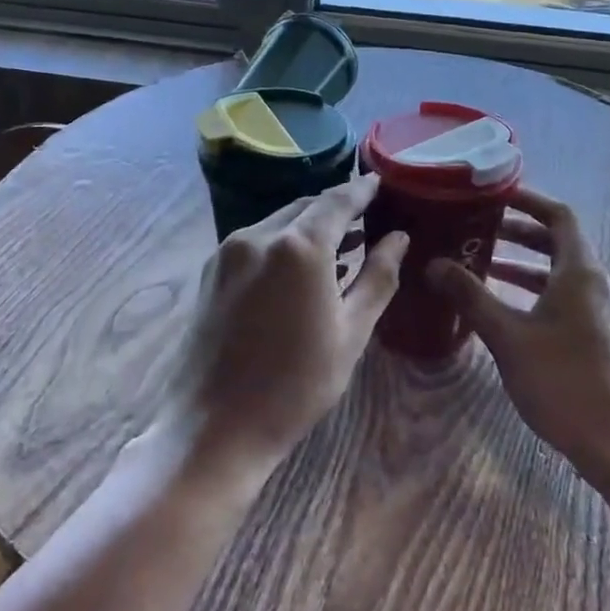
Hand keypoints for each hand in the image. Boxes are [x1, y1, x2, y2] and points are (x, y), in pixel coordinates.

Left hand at [164, 174, 406, 479]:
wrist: (214, 427)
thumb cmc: (296, 385)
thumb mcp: (352, 332)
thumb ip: (378, 277)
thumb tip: (398, 238)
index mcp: (298, 247)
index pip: (337, 200)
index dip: (362, 190)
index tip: (380, 183)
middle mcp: (258, 236)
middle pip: (305, 207)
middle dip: (336, 208)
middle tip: (367, 217)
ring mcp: (229, 252)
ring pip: (279, 223)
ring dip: (309, 227)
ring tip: (342, 244)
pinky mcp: (211, 271)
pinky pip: (257, 242)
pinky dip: (284, 243)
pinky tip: (302, 269)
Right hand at [428, 186, 609, 492]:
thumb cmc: (564, 381)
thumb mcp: (508, 337)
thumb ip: (471, 297)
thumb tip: (434, 264)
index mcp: (580, 272)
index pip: (559, 216)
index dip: (528, 201)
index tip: (494, 196)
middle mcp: (596, 284)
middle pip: (559, 243)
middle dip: (519, 234)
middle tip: (479, 231)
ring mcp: (601, 313)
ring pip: (560, 274)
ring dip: (524, 266)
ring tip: (484, 268)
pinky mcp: (599, 338)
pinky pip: (564, 298)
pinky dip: (535, 293)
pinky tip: (506, 313)